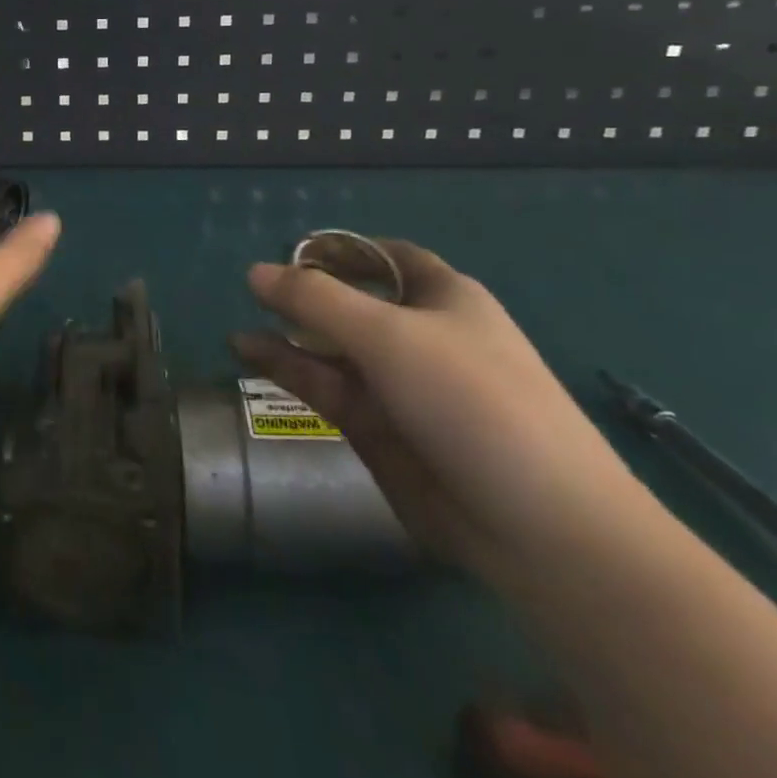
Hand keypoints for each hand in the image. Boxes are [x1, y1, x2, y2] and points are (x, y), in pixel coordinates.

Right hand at [233, 243, 648, 587]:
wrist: (539, 527)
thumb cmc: (472, 402)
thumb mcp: (388, 335)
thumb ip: (315, 299)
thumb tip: (254, 271)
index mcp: (443, 298)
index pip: (387, 257)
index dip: (342, 249)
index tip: (292, 252)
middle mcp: (419, 336)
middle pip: (352, 301)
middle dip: (305, 295)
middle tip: (253, 294)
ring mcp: (398, 385)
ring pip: (331, 348)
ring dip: (287, 335)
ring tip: (238, 330)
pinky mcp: (379, 429)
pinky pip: (325, 386)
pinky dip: (287, 368)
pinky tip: (247, 353)